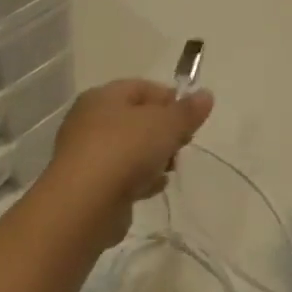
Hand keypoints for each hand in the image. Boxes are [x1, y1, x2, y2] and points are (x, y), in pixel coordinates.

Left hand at [45, 79, 214, 244]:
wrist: (85, 204)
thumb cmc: (125, 150)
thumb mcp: (165, 125)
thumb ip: (187, 111)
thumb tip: (206, 95)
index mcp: (103, 96)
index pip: (141, 87)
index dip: (169, 99)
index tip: (191, 118)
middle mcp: (89, 120)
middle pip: (135, 119)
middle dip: (163, 131)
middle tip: (182, 144)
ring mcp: (86, 154)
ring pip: (129, 149)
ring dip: (152, 158)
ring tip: (169, 169)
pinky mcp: (88, 185)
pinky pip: (120, 175)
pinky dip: (138, 179)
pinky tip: (152, 188)